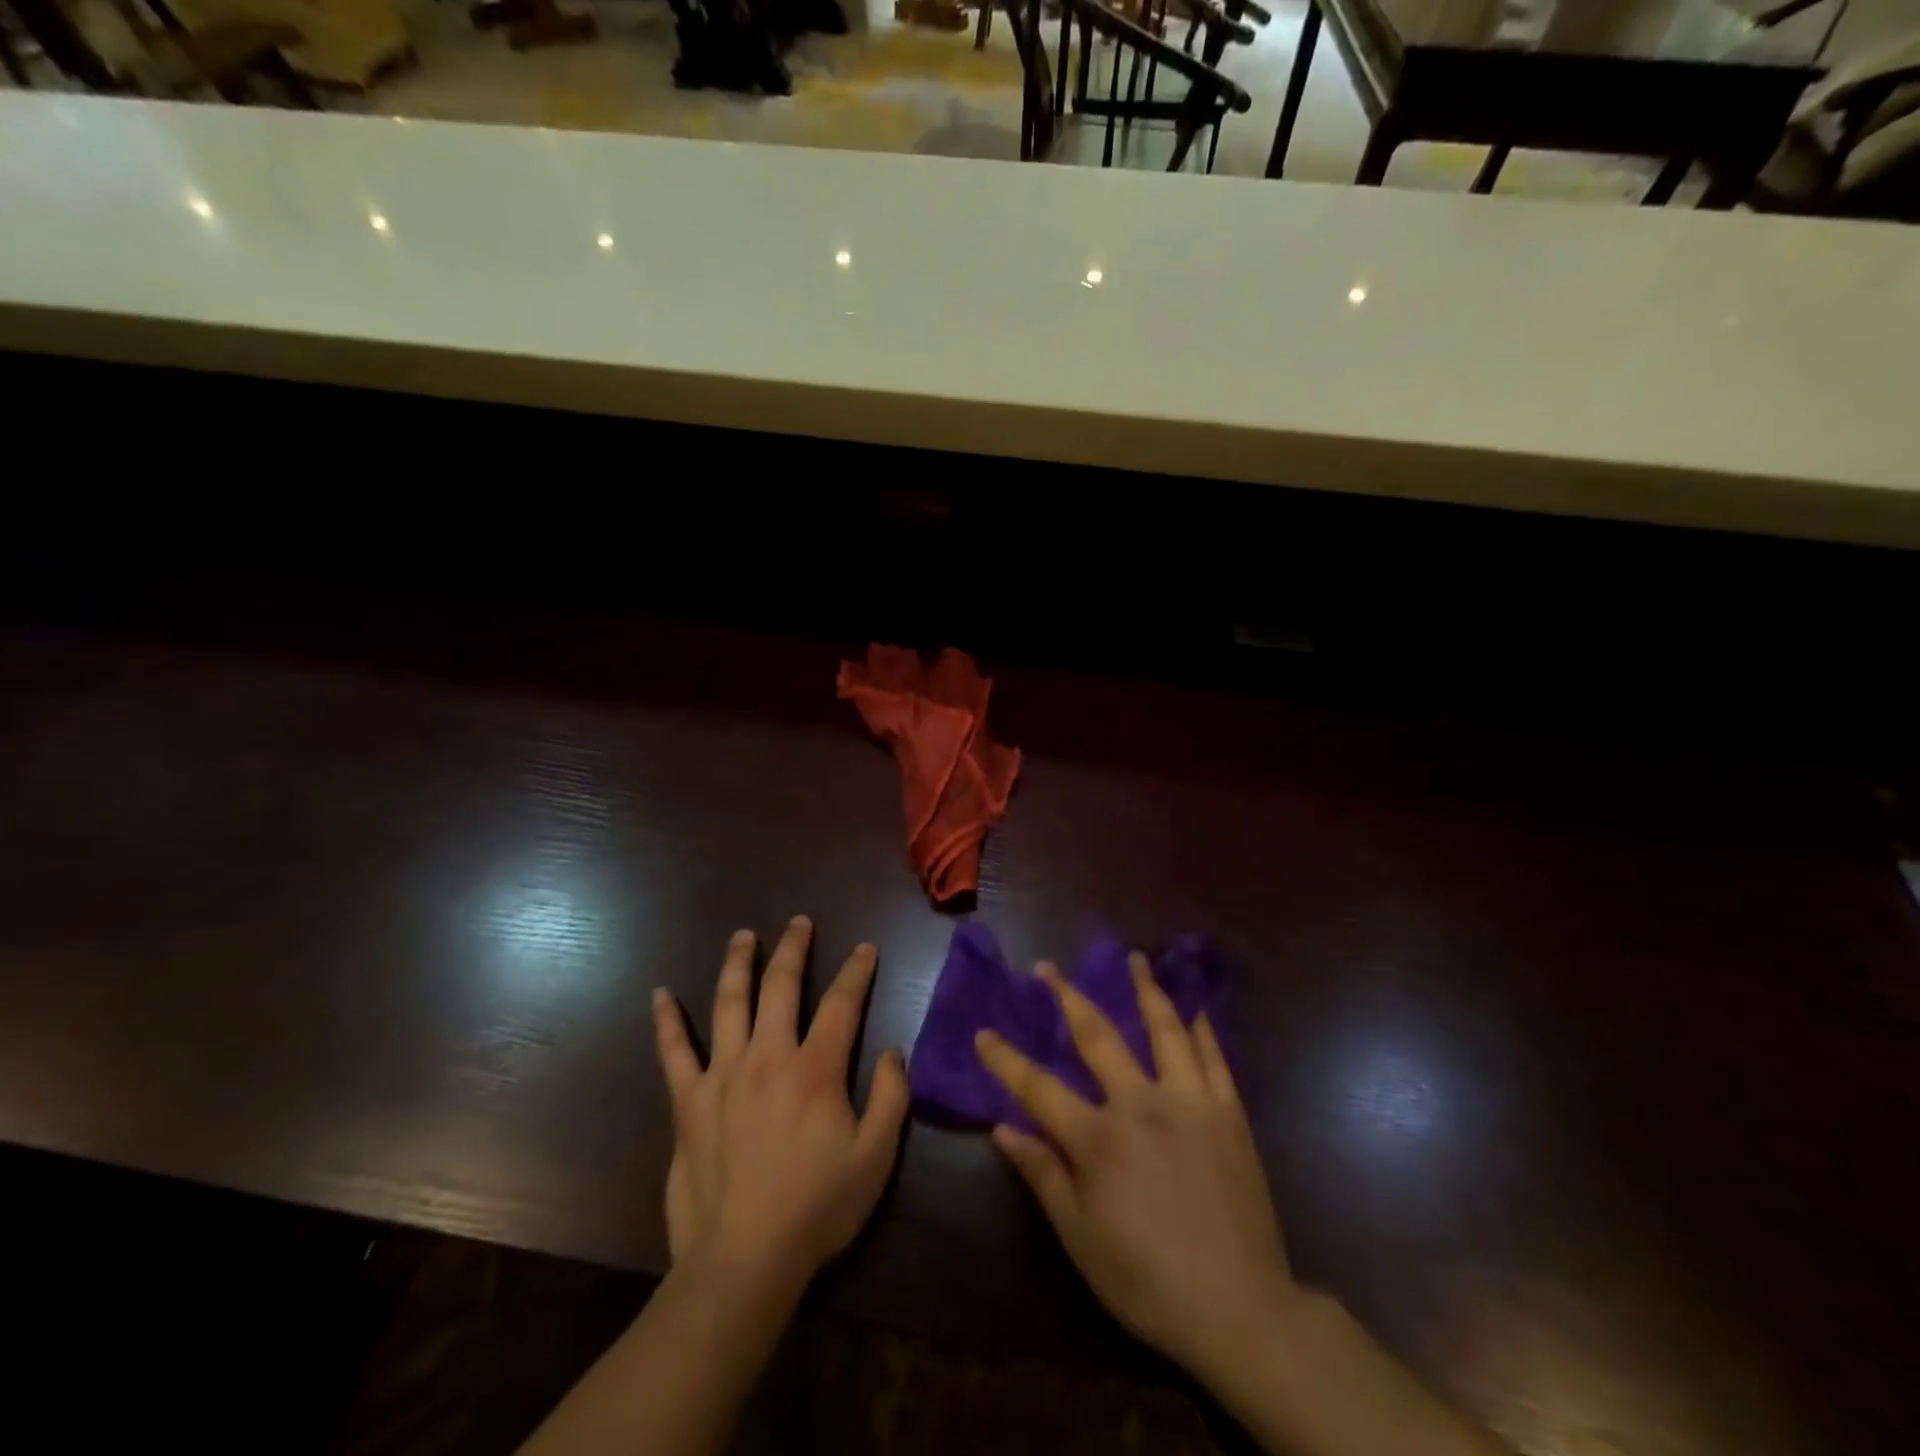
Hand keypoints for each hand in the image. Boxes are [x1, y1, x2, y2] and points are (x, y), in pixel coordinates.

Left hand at [652, 916, 907, 1293]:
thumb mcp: (875, 1157)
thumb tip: (890, 1052)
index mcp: (816, 1068)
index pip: (842, 1003)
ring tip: (744, 936)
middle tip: (800, 923)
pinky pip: (674, 1052)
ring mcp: (723, 1075)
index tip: (865, 949)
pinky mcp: (689, 1102)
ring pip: (729, 1002)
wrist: (743, 1261)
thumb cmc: (817, 1208)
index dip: (856, 970)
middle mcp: (768, 1057)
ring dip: (738, 963)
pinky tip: (660, 995)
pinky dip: (667, 1021)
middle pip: (781, 986)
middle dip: (793, 948)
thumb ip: (890, 1097)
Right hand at [975, 955, 1293, 1379]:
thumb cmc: (1148, 1279)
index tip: (983, 1032)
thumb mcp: (1080, 1237)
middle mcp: (1141, 1104)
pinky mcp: (1229, 1113)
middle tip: (1049, 967)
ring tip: (1136, 958)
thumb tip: (1002, 1128)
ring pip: (1164, 1029)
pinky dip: (1201, 1029)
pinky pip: (1213, 1058)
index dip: (1005, 1059)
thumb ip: (1042, 1174)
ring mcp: (1190, 1102)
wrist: (1241, 1310)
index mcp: (1099, 1138)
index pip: (1038, 1087)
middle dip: (1068, 997)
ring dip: (1146, 989)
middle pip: (1098, 1036)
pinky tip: (1194, 1008)